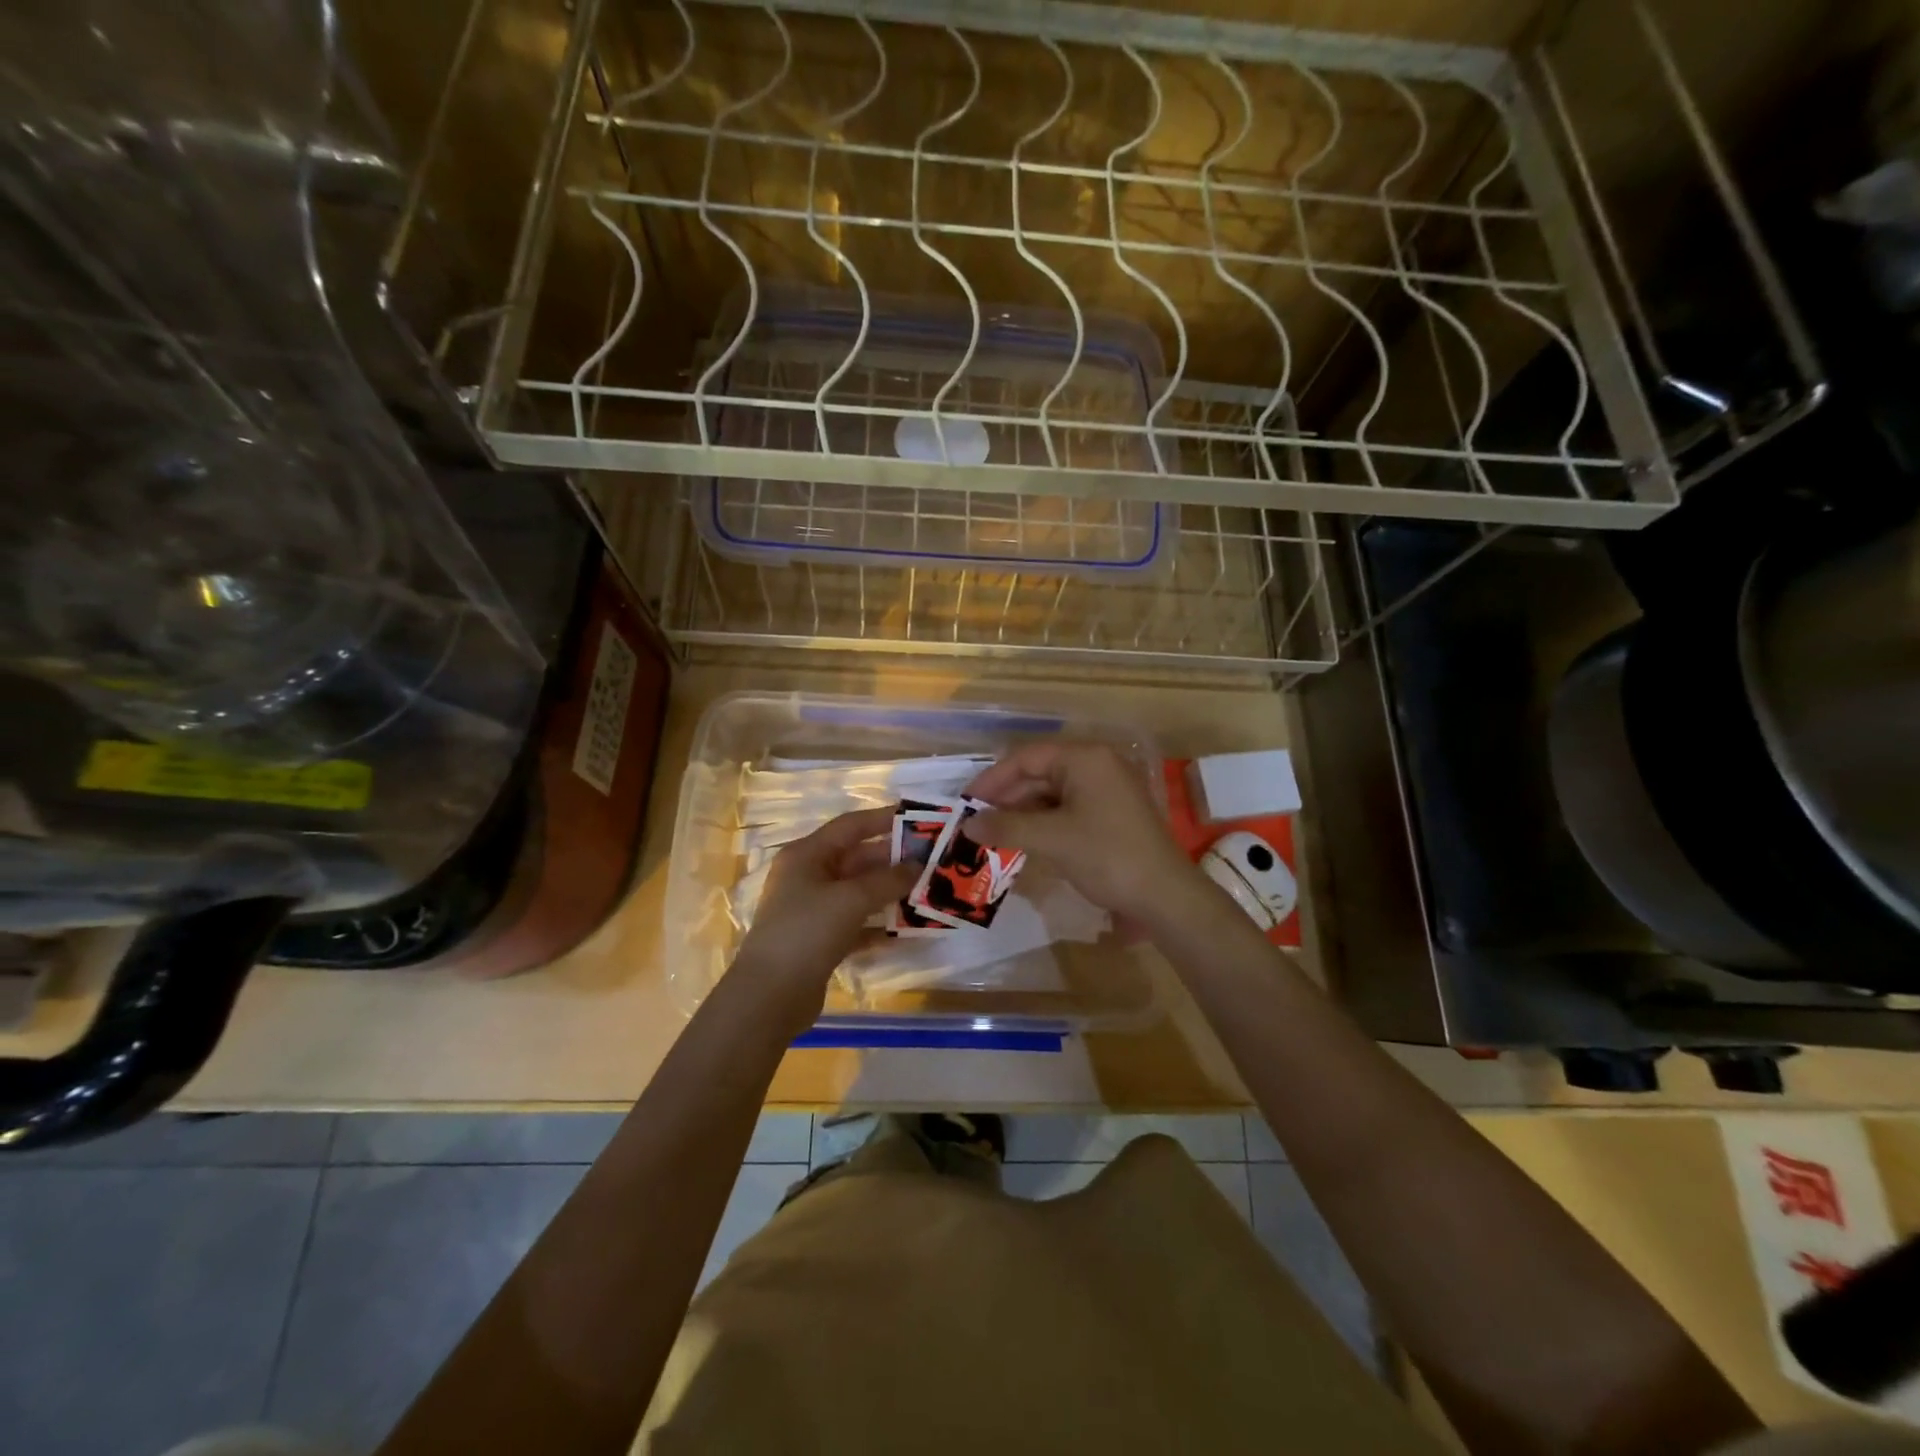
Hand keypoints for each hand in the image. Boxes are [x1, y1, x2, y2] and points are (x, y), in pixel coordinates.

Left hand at [733, 807, 916, 1018]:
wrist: (769, 996)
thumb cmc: (807, 931)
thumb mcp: (851, 899)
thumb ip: (888, 880)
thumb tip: (918, 866)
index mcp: (807, 855)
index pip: (850, 826)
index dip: (884, 819)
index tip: (919, 820)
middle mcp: (808, 876)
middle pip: (857, 859)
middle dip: (894, 860)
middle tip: (933, 861)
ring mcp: (813, 910)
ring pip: (859, 893)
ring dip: (890, 893)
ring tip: (928, 892)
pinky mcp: (820, 941)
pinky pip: (857, 923)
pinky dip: (879, 925)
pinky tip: (908, 930)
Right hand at [964, 742, 1202, 923]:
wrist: (1164, 896)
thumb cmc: (1107, 856)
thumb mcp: (1051, 840)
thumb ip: (1006, 827)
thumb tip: (967, 825)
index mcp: (1085, 758)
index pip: (1027, 757)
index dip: (993, 779)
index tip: (966, 802)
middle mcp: (1097, 765)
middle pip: (1040, 773)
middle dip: (1006, 798)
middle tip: (976, 822)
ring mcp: (1107, 789)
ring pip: (1052, 793)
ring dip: (1023, 812)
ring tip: (993, 834)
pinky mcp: (1112, 813)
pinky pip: (1068, 808)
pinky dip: (1043, 822)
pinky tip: (1024, 841)